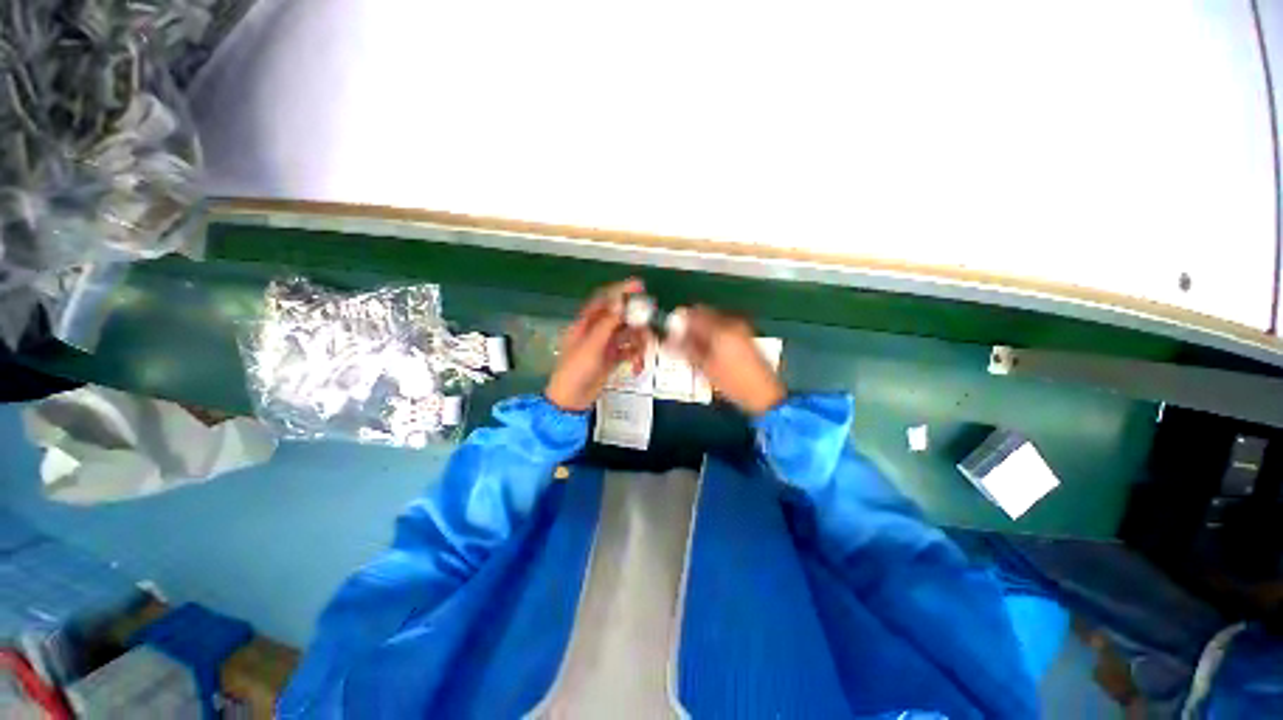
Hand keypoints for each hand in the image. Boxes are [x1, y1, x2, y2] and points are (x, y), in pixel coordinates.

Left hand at [545, 279, 652, 411]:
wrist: (572, 400)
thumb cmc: (576, 370)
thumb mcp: (591, 345)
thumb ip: (607, 323)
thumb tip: (620, 301)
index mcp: (586, 323)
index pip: (605, 300)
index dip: (621, 291)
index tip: (640, 286)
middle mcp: (597, 331)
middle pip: (621, 317)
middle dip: (636, 322)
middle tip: (649, 326)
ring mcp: (606, 345)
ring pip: (628, 334)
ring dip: (638, 342)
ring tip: (640, 354)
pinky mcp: (613, 359)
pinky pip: (629, 351)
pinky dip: (635, 356)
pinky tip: (636, 366)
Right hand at [669, 305, 785, 415]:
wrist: (763, 394)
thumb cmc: (733, 383)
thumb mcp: (705, 367)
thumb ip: (686, 349)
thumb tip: (669, 339)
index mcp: (721, 329)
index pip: (695, 313)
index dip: (681, 321)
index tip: (672, 334)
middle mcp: (732, 323)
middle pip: (705, 315)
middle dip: (692, 328)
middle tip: (683, 345)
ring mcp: (742, 329)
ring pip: (714, 322)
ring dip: (702, 332)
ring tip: (697, 353)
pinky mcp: (746, 337)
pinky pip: (724, 329)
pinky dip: (713, 336)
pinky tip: (711, 354)